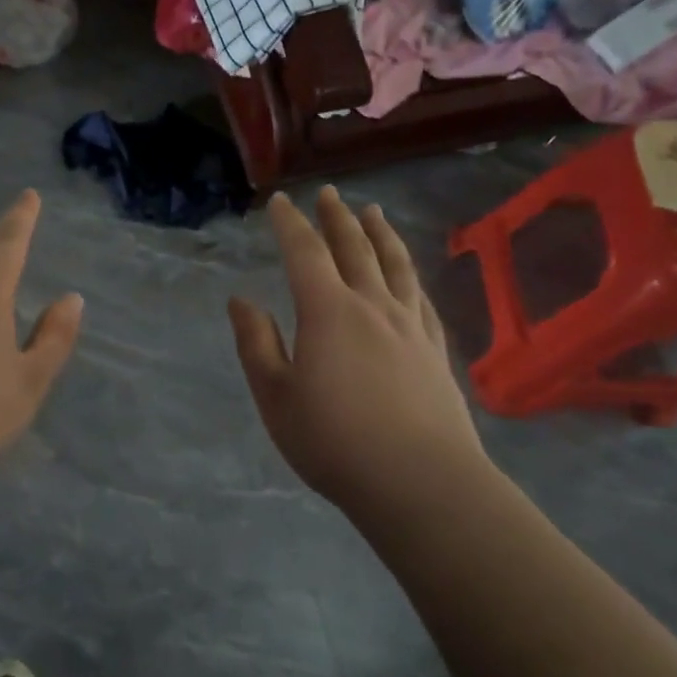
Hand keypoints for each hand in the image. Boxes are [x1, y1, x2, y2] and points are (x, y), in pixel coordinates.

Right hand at [229, 187, 486, 521]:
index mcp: (328, 311)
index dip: (290, 224)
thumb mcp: (276, 397)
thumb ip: (257, 344)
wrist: (422, 482)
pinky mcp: (435, 349)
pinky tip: (408, 275)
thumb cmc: (336, 442)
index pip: (305, 253)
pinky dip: (410, 274)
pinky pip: (421, 297)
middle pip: (354, 248)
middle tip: (328, 194)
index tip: (280, 202)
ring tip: (373, 212)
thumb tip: (241, 300)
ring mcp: (410, 326)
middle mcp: (372, 305)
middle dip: (336, 218)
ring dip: (380, 234)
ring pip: (395, 265)